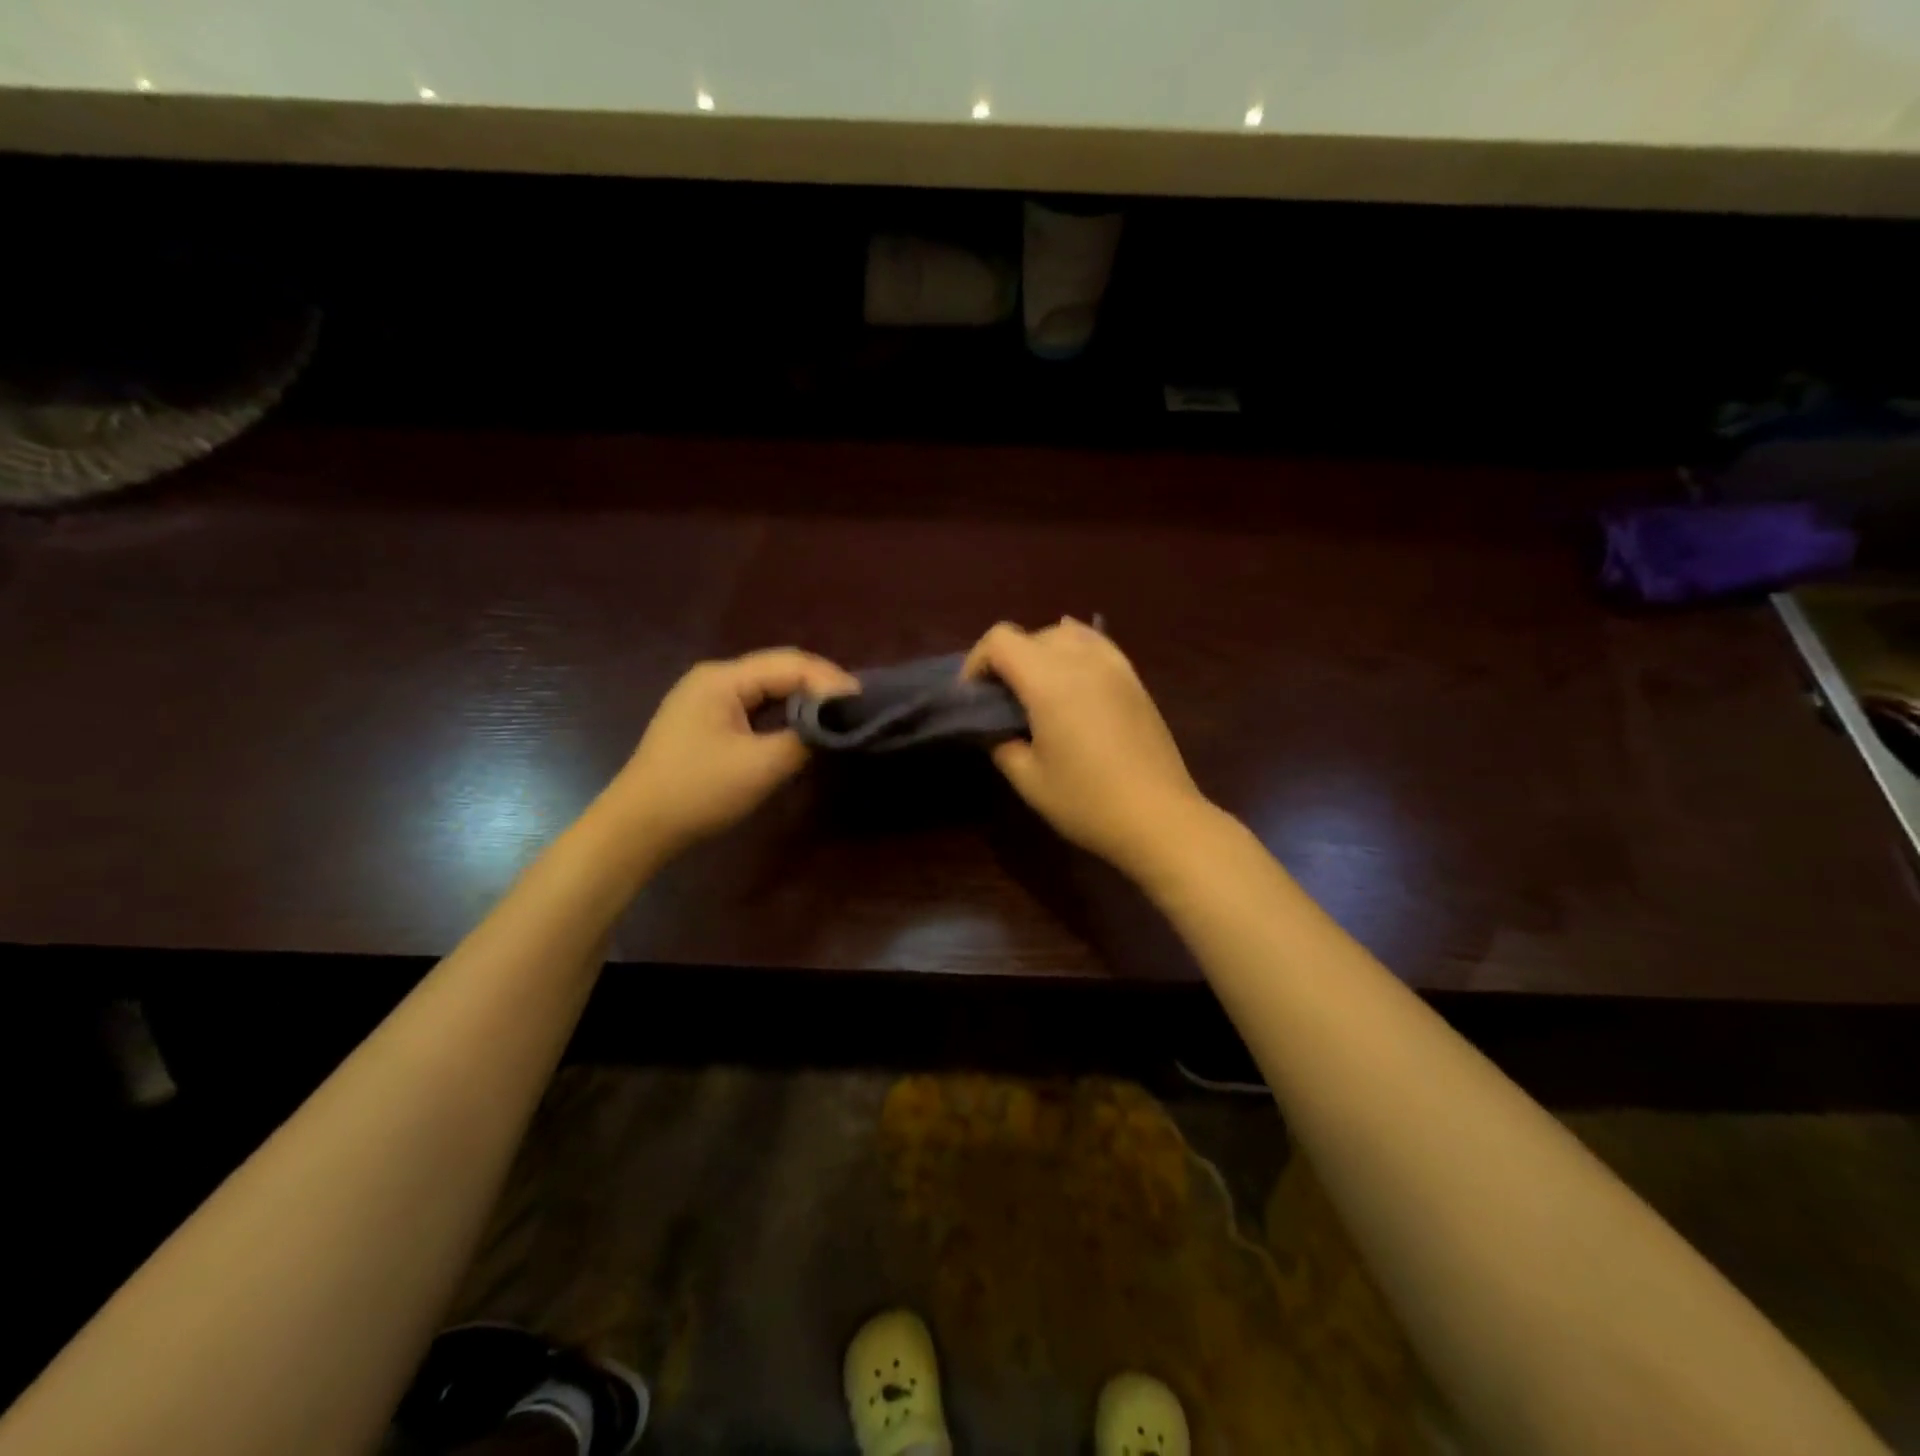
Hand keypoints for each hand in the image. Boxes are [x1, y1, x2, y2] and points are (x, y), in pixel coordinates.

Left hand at [606, 648, 856, 854]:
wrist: (637, 827)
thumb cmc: (697, 791)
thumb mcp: (760, 767)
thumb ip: (804, 739)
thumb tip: (837, 725)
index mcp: (722, 678)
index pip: (790, 664)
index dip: (830, 680)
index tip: (865, 702)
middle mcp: (715, 678)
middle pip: (779, 670)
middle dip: (820, 686)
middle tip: (858, 708)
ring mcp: (708, 698)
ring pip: (768, 688)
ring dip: (804, 699)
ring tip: (839, 716)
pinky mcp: (707, 721)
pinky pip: (756, 706)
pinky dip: (784, 713)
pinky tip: (804, 727)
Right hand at [964, 619, 1213, 880]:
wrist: (1159, 817)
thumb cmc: (1087, 801)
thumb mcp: (1028, 780)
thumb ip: (1002, 743)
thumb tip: (998, 728)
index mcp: (1048, 680)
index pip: (1000, 640)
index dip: (976, 662)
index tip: (973, 696)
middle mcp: (1081, 660)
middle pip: (1031, 635)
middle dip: (1007, 660)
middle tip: (1002, 700)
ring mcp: (1113, 665)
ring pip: (1065, 634)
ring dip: (1041, 653)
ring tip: (1037, 689)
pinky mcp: (1134, 679)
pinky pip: (1097, 645)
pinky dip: (1075, 651)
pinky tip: (1072, 677)